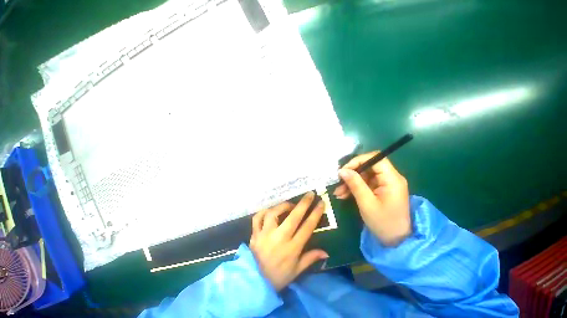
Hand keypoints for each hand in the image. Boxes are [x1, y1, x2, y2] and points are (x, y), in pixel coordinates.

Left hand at [249, 192, 327, 290]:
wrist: (255, 284)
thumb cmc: (278, 277)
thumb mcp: (297, 271)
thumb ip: (310, 258)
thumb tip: (326, 252)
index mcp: (292, 249)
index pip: (307, 227)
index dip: (315, 213)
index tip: (321, 203)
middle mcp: (279, 239)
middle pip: (293, 217)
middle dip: (303, 203)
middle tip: (309, 194)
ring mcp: (265, 235)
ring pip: (273, 213)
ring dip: (283, 206)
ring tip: (289, 205)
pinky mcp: (255, 234)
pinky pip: (257, 218)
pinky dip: (263, 212)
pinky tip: (270, 211)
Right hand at [333, 152, 410, 245]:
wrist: (397, 241)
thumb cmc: (384, 223)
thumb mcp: (366, 203)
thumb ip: (355, 184)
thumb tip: (342, 170)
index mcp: (392, 179)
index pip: (376, 158)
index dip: (358, 160)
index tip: (344, 170)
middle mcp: (390, 178)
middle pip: (368, 166)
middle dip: (351, 174)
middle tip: (338, 183)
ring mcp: (385, 184)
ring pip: (364, 175)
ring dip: (350, 182)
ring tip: (338, 193)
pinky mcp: (380, 189)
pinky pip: (365, 183)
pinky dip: (354, 187)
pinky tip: (344, 195)